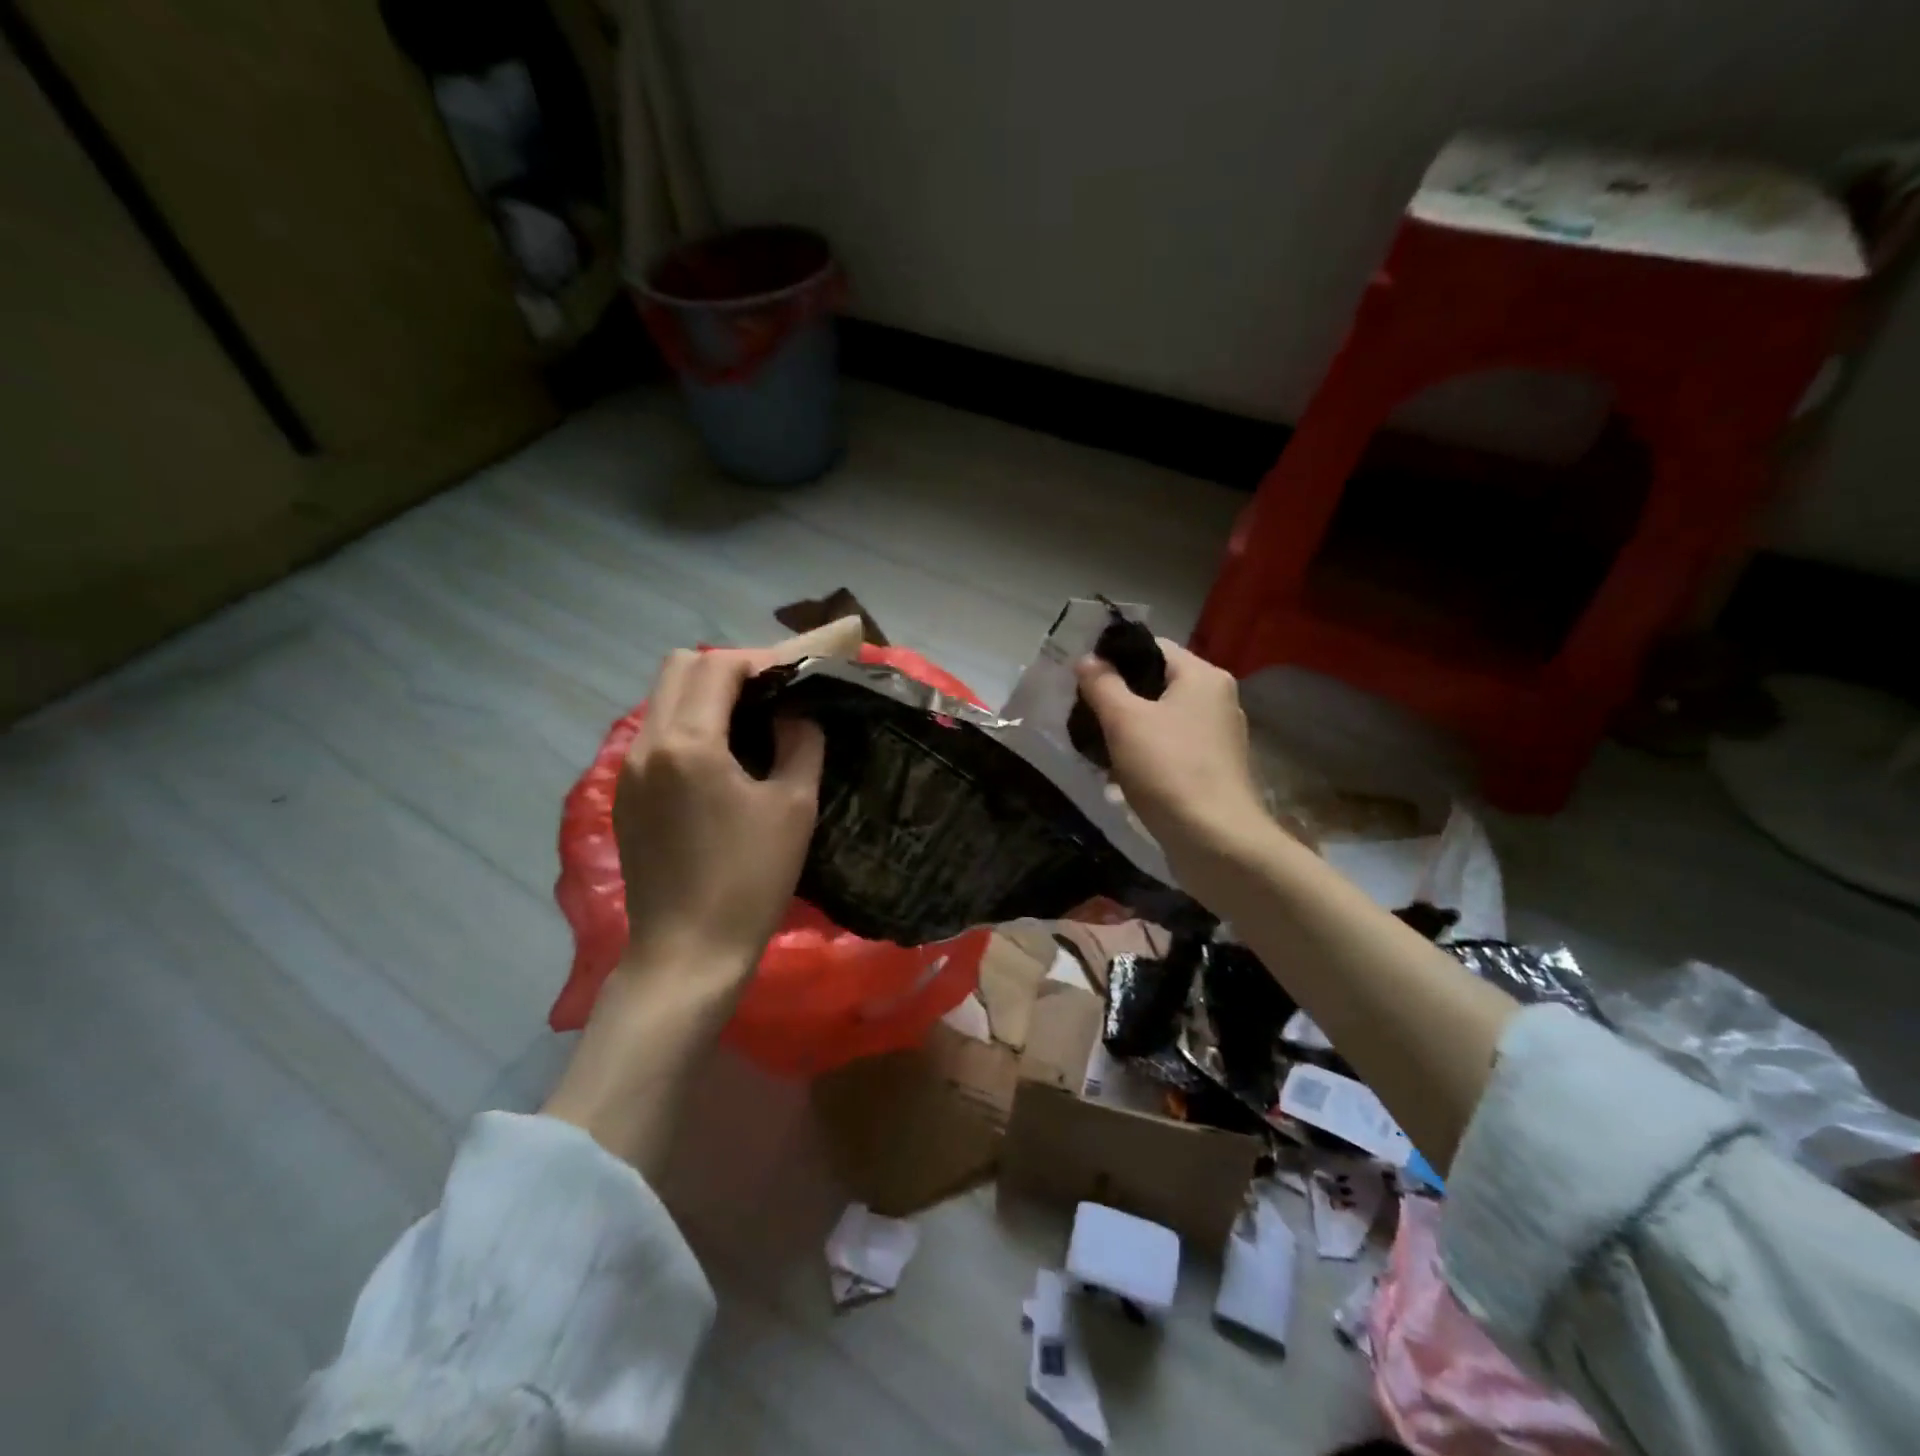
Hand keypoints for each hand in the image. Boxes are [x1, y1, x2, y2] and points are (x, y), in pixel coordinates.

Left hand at [613, 647, 825, 984]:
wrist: (688, 953)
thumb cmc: (750, 880)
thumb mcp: (794, 807)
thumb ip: (801, 743)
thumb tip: (796, 713)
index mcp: (688, 744)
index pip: (718, 666)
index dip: (760, 660)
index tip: (795, 675)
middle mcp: (646, 745)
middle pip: (677, 668)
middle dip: (726, 668)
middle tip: (770, 693)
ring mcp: (628, 771)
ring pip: (661, 700)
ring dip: (704, 695)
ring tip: (750, 722)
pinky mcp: (625, 797)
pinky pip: (655, 735)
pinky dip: (687, 725)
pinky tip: (721, 760)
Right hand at [1075, 640, 1271, 873]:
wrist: (1216, 841)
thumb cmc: (1168, 770)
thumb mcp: (1124, 721)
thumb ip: (1102, 684)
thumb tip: (1087, 660)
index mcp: (1203, 676)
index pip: (1153, 647)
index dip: (1115, 657)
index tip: (1082, 678)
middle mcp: (1218, 699)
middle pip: (1158, 683)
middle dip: (1120, 697)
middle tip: (1085, 713)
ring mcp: (1220, 736)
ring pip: (1164, 718)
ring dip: (1131, 729)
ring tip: (1098, 745)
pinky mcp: (1215, 769)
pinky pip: (1173, 748)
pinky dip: (1148, 753)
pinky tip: (1123, 773)